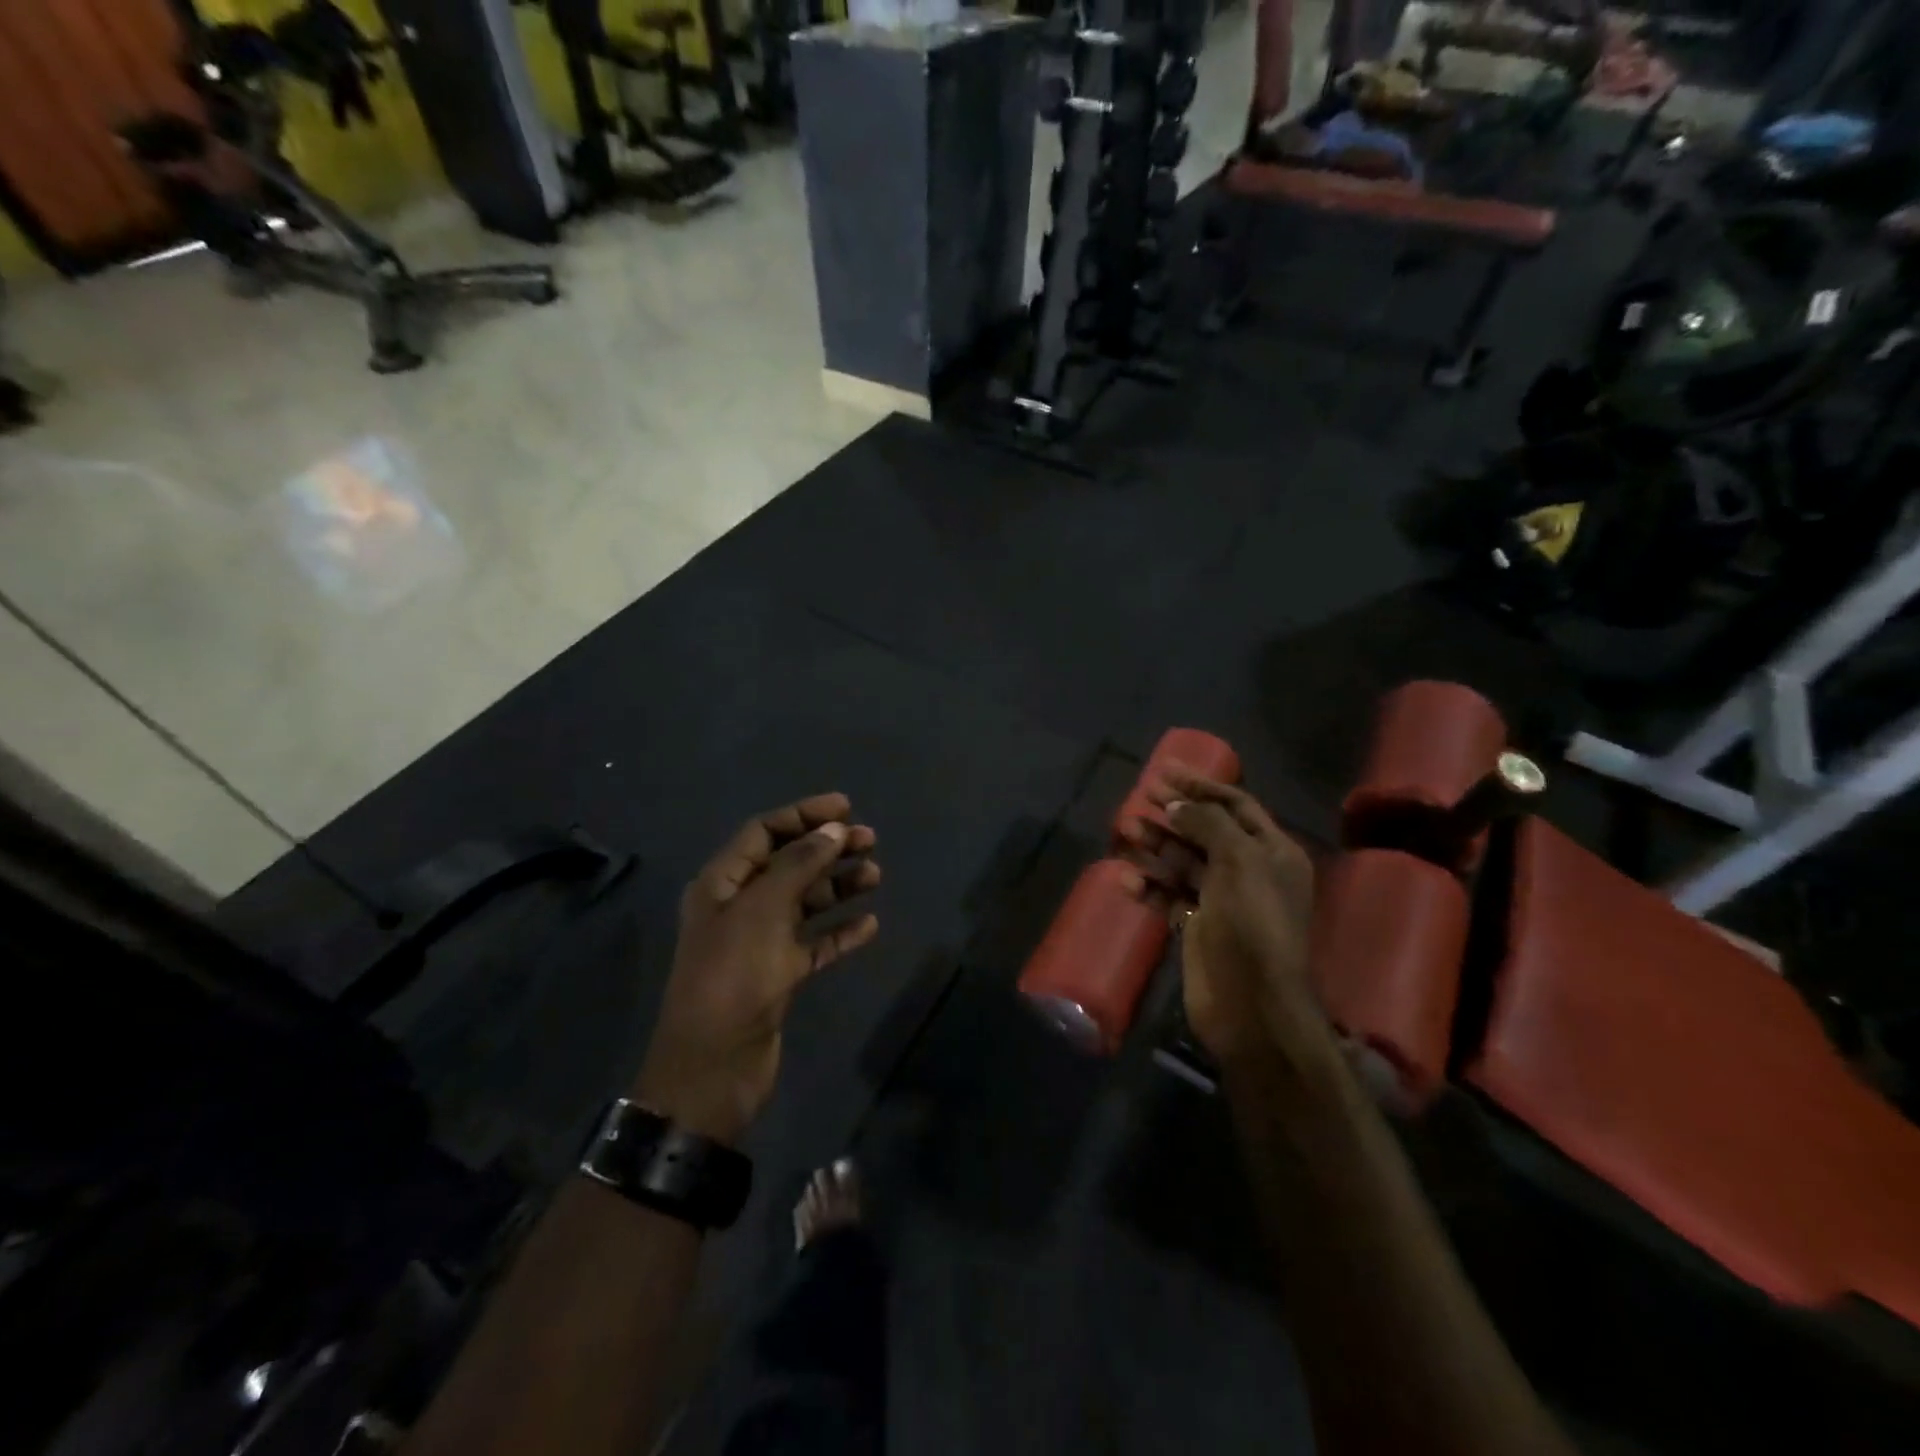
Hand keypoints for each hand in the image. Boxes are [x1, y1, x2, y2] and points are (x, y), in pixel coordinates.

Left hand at [634, 794, 880, 1144]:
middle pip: (788, 864)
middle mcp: (739, 907)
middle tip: (871, 840)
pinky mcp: (779, 976)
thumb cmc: (733, 976)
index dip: (803, 815)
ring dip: (839, 886)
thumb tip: (834, 829)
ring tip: (877, 876)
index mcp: (721, 884)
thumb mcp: (763, 910)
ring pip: (805, 902)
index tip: (846, 808)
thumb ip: (799, 864)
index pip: (763, 833)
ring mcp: (759, 943)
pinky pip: (815, 943)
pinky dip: (840, 931)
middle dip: (828, 848)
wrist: (714, 1067)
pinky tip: (869, 924)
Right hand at [1123, 770, 1321, 1068]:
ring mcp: (1221, 901)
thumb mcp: (1239, 861)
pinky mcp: (1197, 927)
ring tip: (1125, 831)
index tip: (1164, 771)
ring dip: (1155, 846)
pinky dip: (1149, 886)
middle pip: (1205, 831)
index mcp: (1272, 852)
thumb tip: (1177, 805)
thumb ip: (1208, 823)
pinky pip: (1169, 896)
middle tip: (1139, 797)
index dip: (1200, 786)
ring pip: (1183, 862)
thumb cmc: (1252, 923)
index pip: (1235, 805)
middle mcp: (1249, 872)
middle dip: (1173, 813)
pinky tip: (1126, 880)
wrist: (1250, 1004)